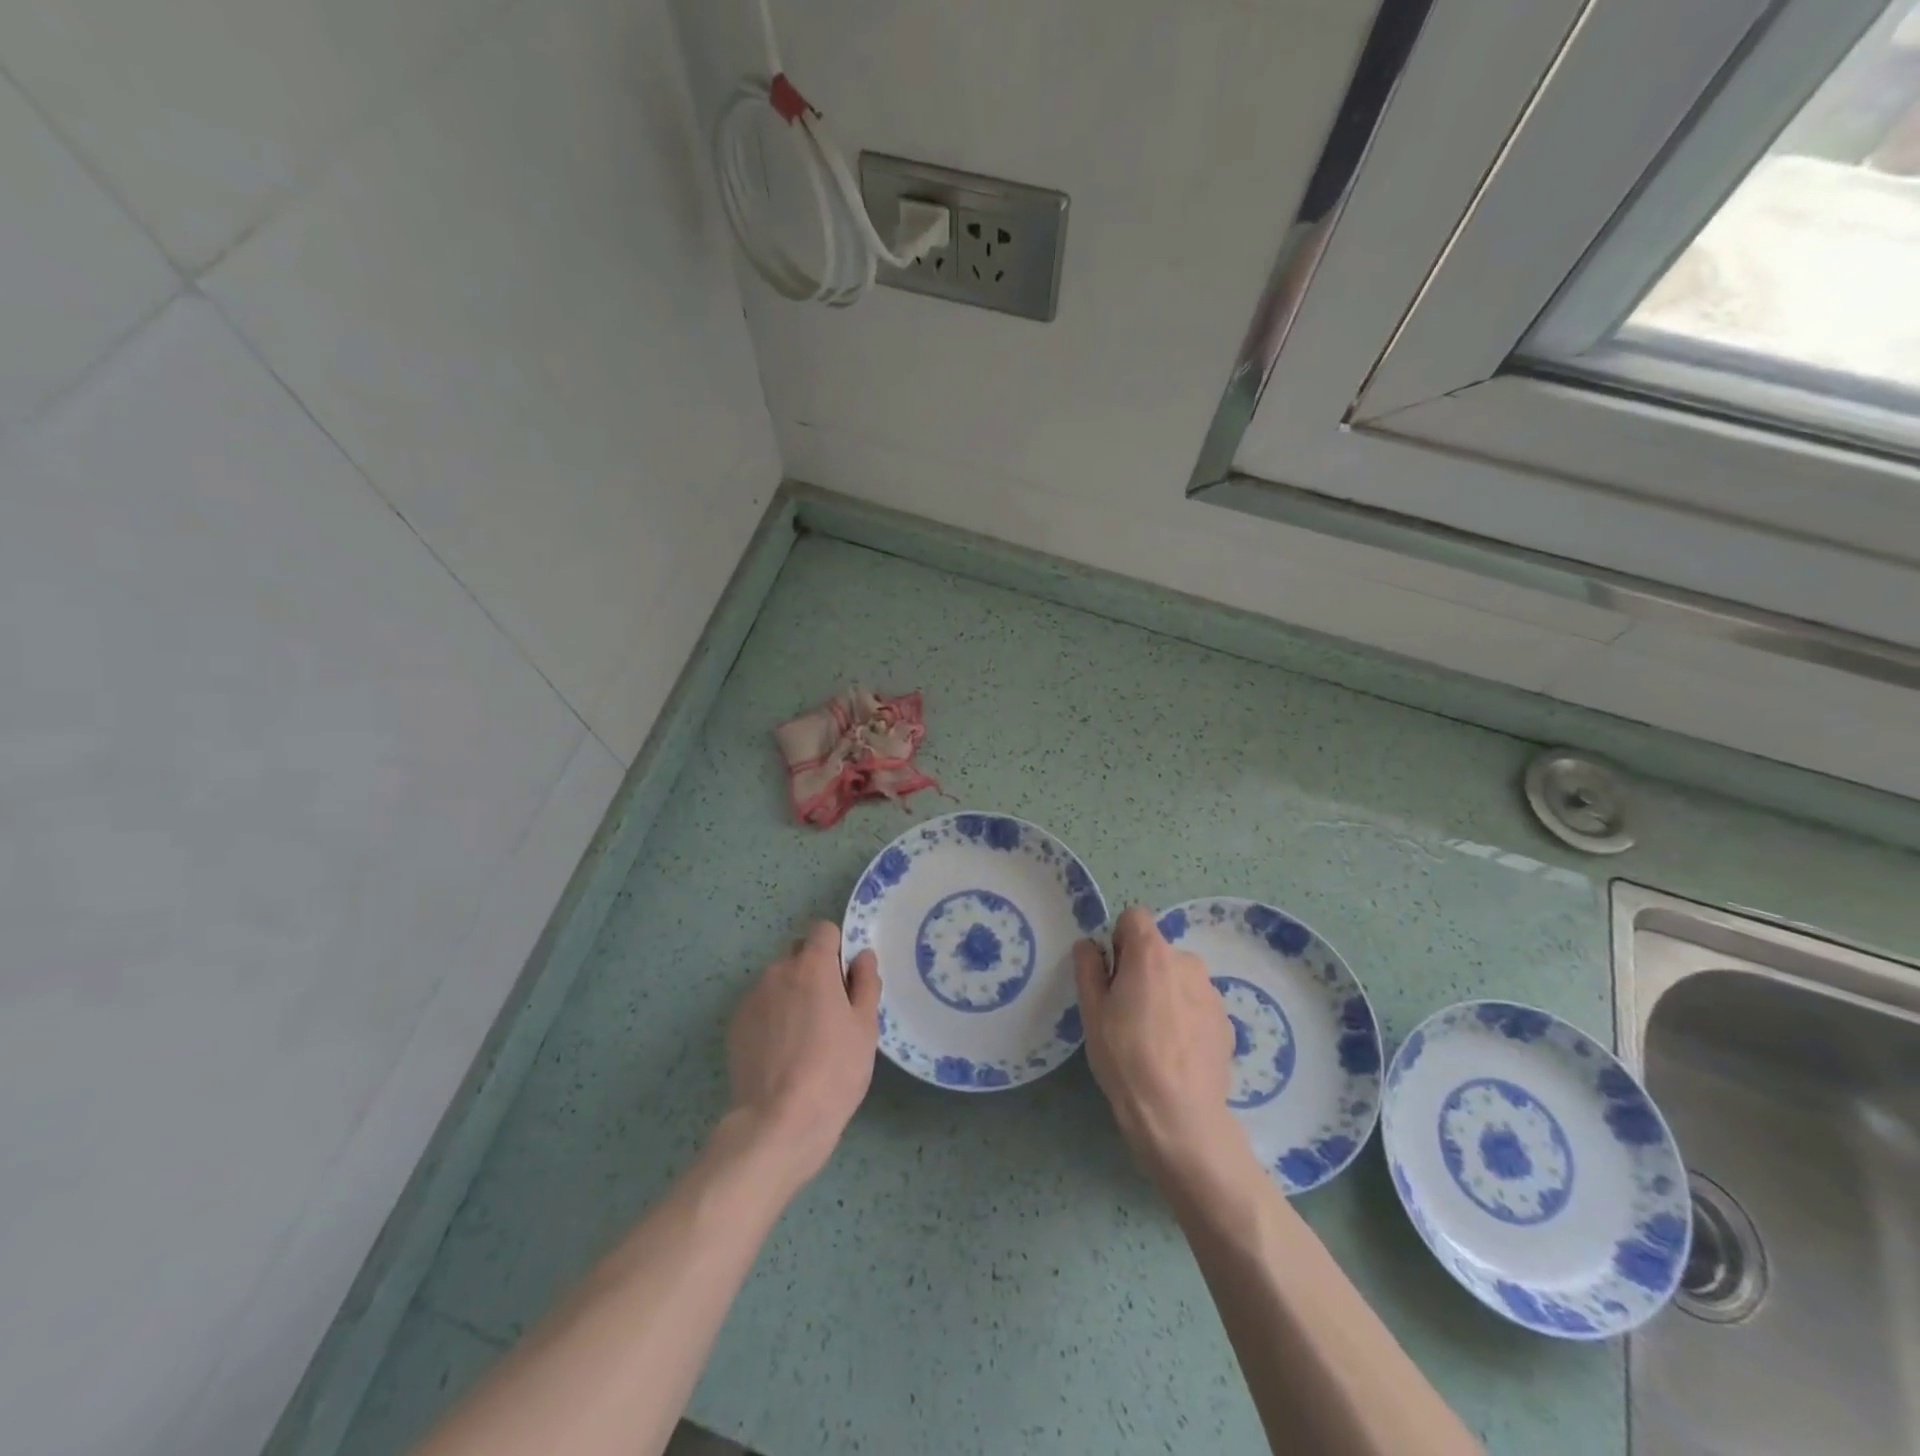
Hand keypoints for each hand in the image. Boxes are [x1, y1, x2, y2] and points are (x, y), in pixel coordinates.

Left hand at [726, 922, 880, 1183]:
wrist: (779, 1122)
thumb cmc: (834, 1070)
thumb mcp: (865, 1027)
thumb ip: (866, 983)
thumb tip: (862, 957)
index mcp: (812, 965)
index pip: (823, 930)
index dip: (837, 949)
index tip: (845, 979)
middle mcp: (777, 971)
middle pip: (799, 954)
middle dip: (814, 971)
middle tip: (829, 1012)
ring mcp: (752, 998)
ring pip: (778, 982)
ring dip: (792, 995)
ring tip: (804, 1039)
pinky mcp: (735, 1025)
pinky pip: (761, 1007)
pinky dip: (772, 1018)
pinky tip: (782, 1053)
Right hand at [1075, 906, 1247, 1182]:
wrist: (1179, 1116)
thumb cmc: (1126, 1057)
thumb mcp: (1092, 1012)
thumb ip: (1088, 968)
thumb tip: (1089, 945)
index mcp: (1152, 953)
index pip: (1135, 917)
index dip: (1119, 939)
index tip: (1111, 972)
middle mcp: (1187, 962)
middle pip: (1158, 950)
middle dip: (1142, 969)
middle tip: (1126, 1011)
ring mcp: (1211, 993)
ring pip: (1179, 979)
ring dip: (1166, 993)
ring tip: (1153, 1037)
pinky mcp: (1227, 1022)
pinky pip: (1197, 1005)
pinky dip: (1185, 1017)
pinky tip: (1175, 1053)